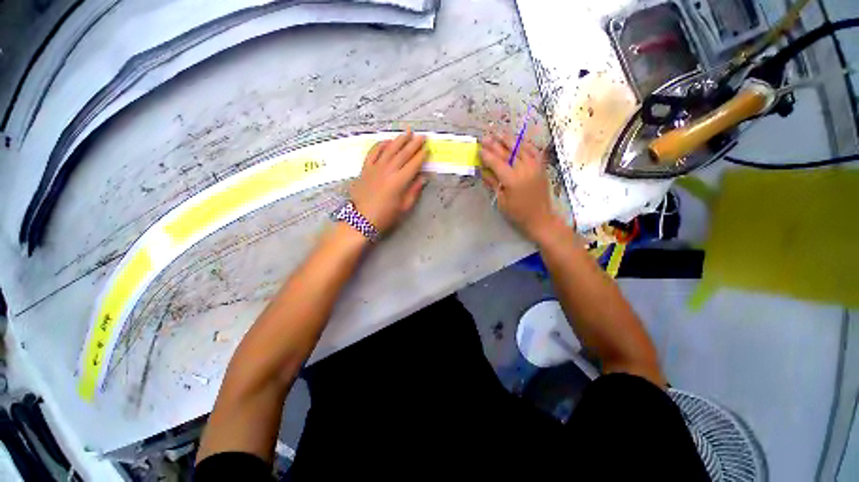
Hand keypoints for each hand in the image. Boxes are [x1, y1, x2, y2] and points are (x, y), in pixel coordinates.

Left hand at [350, 129, 427, 233]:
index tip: (427, 149)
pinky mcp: (365, 168)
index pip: (413, 164)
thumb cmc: (385, 216)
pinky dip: (380, 145)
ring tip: (407, 132)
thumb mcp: (403, 207)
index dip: (421, 156)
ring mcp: (375, 168)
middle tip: (421, 136)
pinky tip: (386, 141)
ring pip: (389, 150)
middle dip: (414, 144)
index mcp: (399, 181)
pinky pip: (373, 152)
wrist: (361, 220)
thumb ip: (413, 191)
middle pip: (403, 154)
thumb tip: (422, 178)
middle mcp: (388, 171)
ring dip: (399, 140)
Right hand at [480, 134, 561, 242]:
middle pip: (508, 153)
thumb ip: (493, 183)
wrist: (540, 217)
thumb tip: (482, 170)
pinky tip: (517, 140)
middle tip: (486, 136)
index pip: (497, 163)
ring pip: (521, 148)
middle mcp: (524, 169)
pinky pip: (533, 150)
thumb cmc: (517, 213)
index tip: (479, 149)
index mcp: (512, 180)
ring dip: (509, 139)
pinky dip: (524, 144)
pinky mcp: (541, 166)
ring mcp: (535, 166)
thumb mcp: (501, 200)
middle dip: (495, 144)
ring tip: (499, 132)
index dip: (487, 155)